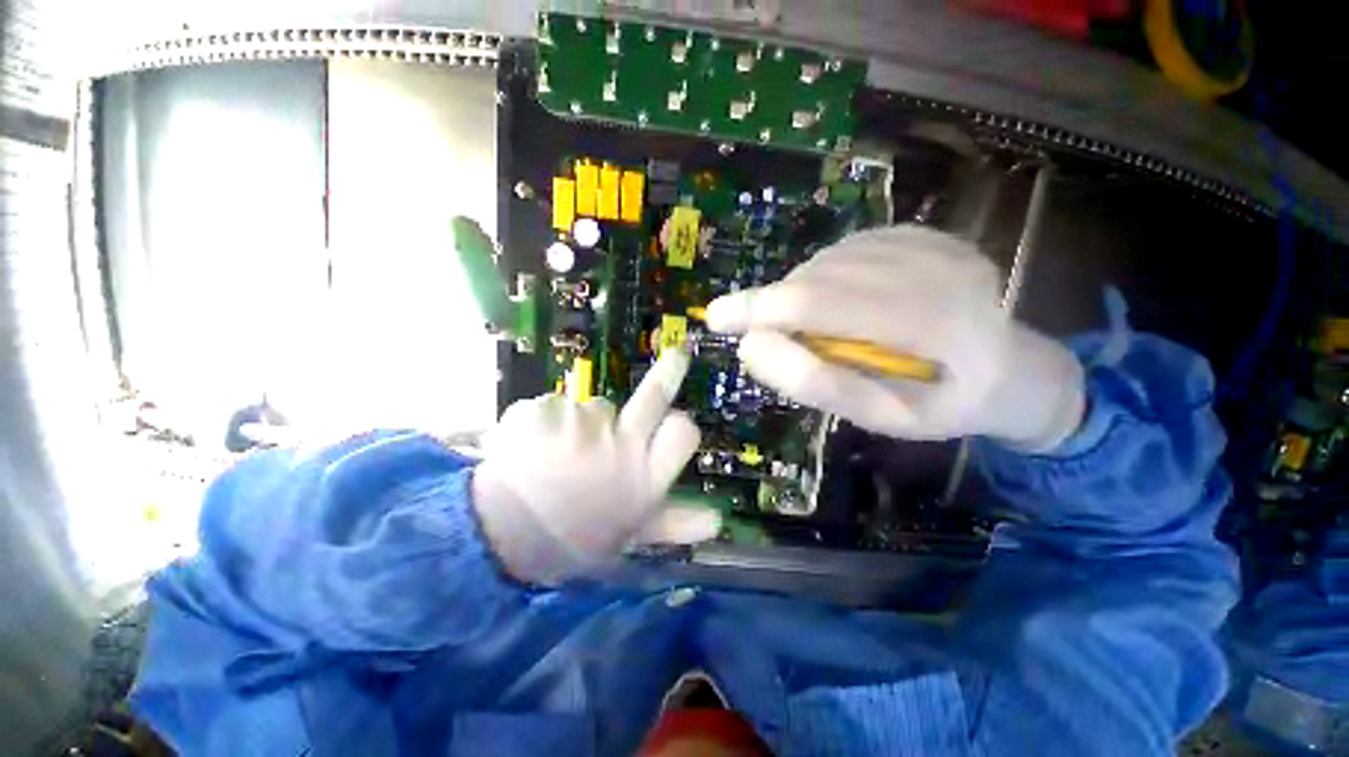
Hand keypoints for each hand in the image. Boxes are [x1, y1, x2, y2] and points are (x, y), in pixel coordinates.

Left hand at [471, 349, 720, 583]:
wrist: (498, 536)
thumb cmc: (571, 539)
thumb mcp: (628, 537)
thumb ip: (673, 524)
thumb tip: (719, 519)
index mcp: (642, 475)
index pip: (683, 433)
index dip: (681, 425)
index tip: (675, 421)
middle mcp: (619, 443)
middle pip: (654, 396)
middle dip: (670, 372)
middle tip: (678, 355)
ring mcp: (580, 423)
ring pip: (592, 407)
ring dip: (581, 424)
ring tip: (556, 456)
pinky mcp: (543, 410)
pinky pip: (553, 406)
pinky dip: (543, 422)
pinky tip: (530, 449)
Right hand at [705, 225, 1083, 450]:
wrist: (1012, 367)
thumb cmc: (946, 404)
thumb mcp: (883, 416)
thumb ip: (818, 383)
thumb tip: (751, 347)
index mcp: (931, 321)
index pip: (818, 302)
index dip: (759, 307)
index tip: (716, 317)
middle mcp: (932, 265)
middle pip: (817, 277)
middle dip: (776, 306)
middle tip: (771, 335)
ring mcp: (928, 241)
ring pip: (827, 260)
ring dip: (800, 294)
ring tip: (811, 326)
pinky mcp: (920, 233)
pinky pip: (845, 250)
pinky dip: (822, 277)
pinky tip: (835, 301)